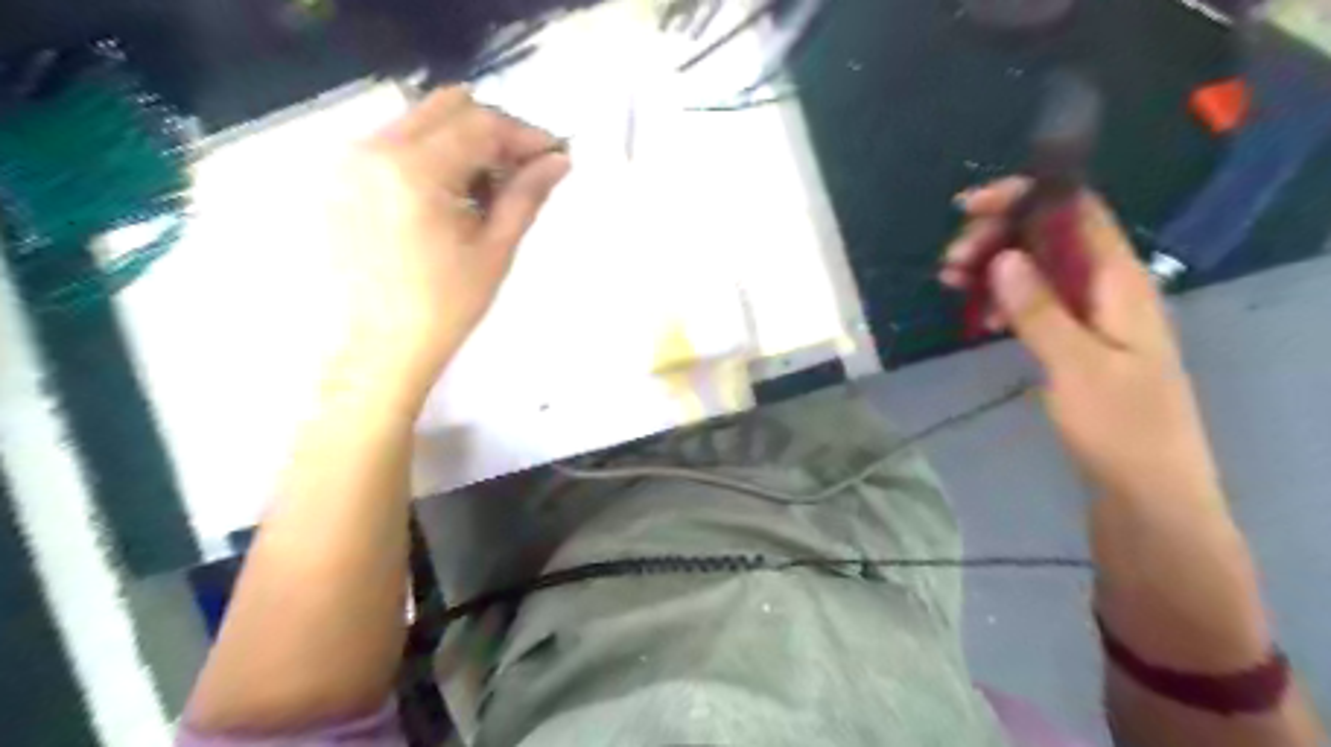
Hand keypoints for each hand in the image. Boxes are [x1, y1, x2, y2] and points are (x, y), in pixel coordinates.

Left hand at [327, 83, 571, 405]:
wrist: (374, 351)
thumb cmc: (442, 309)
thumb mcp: (494, 251)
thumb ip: (527, 195)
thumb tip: (560, 161)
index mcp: (412, 170)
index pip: (480, 124)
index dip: (524, 135)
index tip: (554, 155)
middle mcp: (371, 149)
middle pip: (447, 107)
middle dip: (493, 131)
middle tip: (523, 170)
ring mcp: (347, 161)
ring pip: (420, 122)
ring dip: (462, 142)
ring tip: (489, 190)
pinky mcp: (338, 179)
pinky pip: (395, 145)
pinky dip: (432, 157)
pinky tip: (451, 198)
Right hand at [939, 179, 1220, 509]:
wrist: (1145, 486)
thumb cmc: (1119, 425)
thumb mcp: (1076, 366)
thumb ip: (1039, 309)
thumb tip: (1002, 256)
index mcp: (1119, 281)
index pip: (1074, 210)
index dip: (1025, 197)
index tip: (970, 209)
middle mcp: (1106, 285)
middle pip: (1048, 235)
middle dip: (996, 236)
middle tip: (950, 263)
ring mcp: (1090, 311)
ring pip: (1035, 267)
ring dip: (992, 268)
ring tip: (951, 283)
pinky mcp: (1075, 336)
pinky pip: (1034, 300)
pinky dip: (1003, 299)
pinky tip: (980, 319)